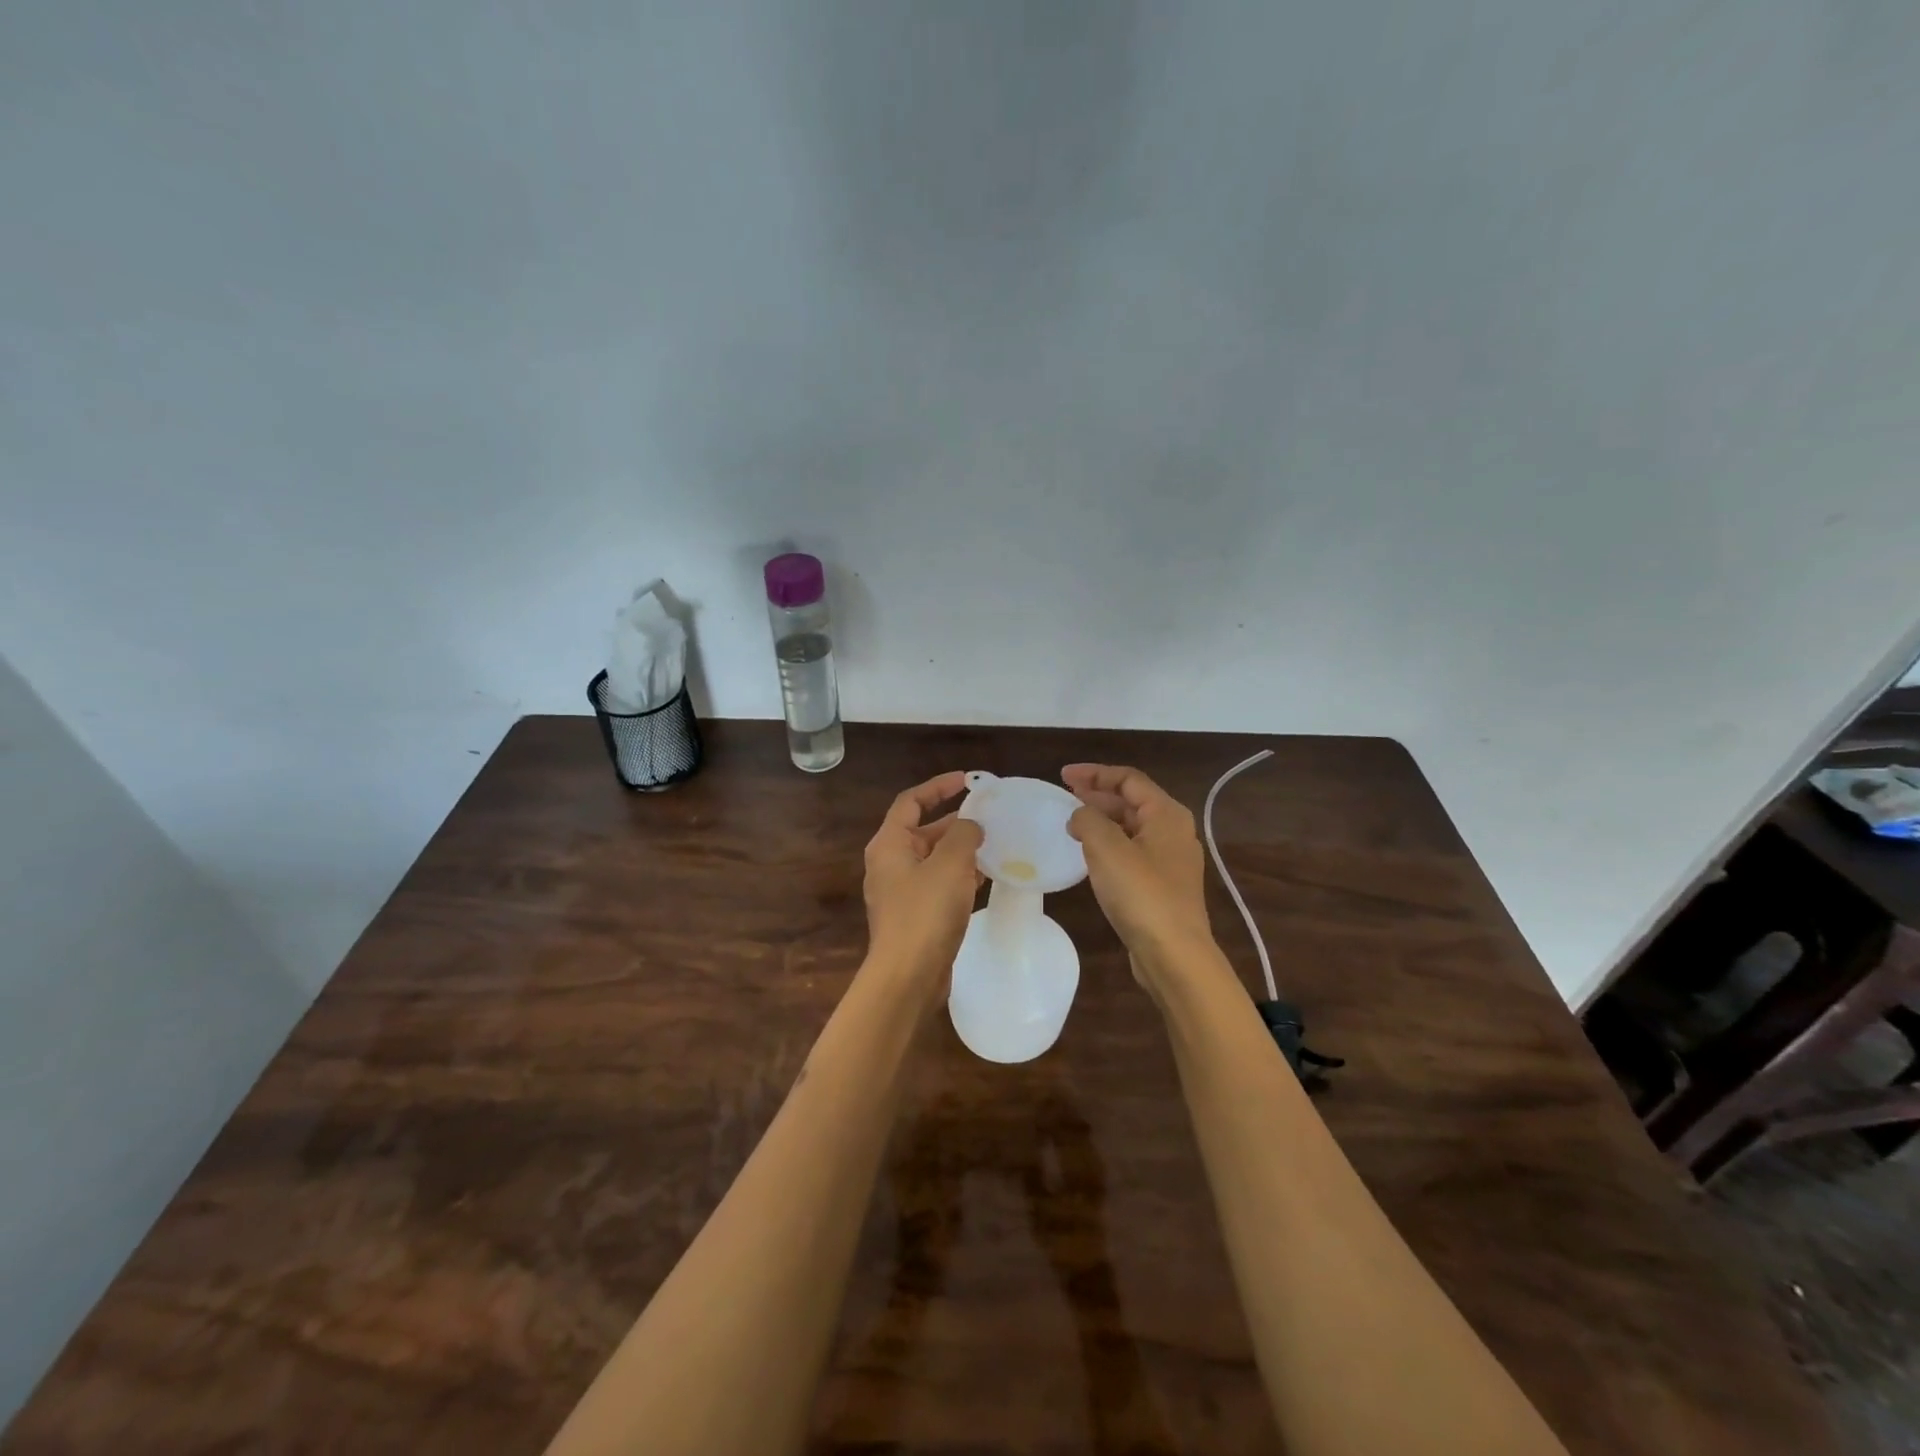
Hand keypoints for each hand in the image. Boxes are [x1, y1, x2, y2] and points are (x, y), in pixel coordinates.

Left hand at [862, 771, 983, 994]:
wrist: (907, 976)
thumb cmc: (925, 912)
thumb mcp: (950, 864)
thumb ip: (964, 834)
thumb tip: (971, 825)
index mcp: (889, 844)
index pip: (910, 802)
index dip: (937, 787)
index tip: (966, 781)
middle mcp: (890, 864)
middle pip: (923, 831)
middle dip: (955, 822)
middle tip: (989, 816)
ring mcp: (901, 892)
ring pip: (934, 859)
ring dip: (961, 850)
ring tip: (995, 844)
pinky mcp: (915, 916)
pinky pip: (938, 884)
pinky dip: (960, 876)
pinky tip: (986, 878)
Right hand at [1063, 764, 1219, 990]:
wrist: (1174, 955)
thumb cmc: (1142, 894)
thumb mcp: (1107, 848)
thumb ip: (1088, 820)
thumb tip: (1079, 816)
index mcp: (1167, 814)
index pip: (1128, 779)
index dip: (1095, 773)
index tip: (1063, 776)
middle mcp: (1174, 832)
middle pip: (1132, 801)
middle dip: (1098, 795)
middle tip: (1065, 796)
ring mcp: (1170, 861)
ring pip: (1132, 828)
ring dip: (1102, 820)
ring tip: (1072, 823)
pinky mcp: (1162, 886)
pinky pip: (1132, 852)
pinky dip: (1109, 844)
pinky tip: (1090, 855)